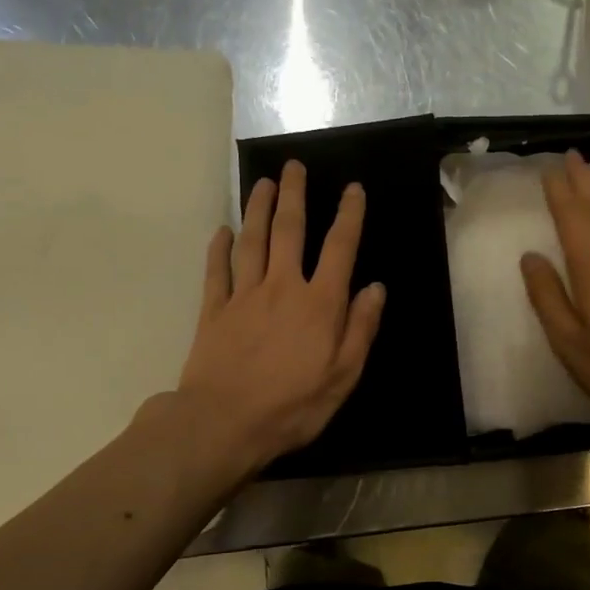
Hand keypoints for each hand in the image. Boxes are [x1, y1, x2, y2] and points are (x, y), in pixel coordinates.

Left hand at [177, 159, 385, 471]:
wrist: (224, 423)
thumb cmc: (293, 405)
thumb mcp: (343, 376)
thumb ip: (360, 328)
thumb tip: (375, 288)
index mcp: (319, 304)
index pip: (339, 249)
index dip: (348, 216)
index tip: (352, 188)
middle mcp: (282, 287)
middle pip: (289, 231)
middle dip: (293, 196)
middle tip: (293, 166)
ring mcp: (243, 296)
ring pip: (251, 241)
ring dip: (257, 209)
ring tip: (262, 183)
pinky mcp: (214, 311)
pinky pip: (217, 271)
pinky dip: (219, 248)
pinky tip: (222, 231)